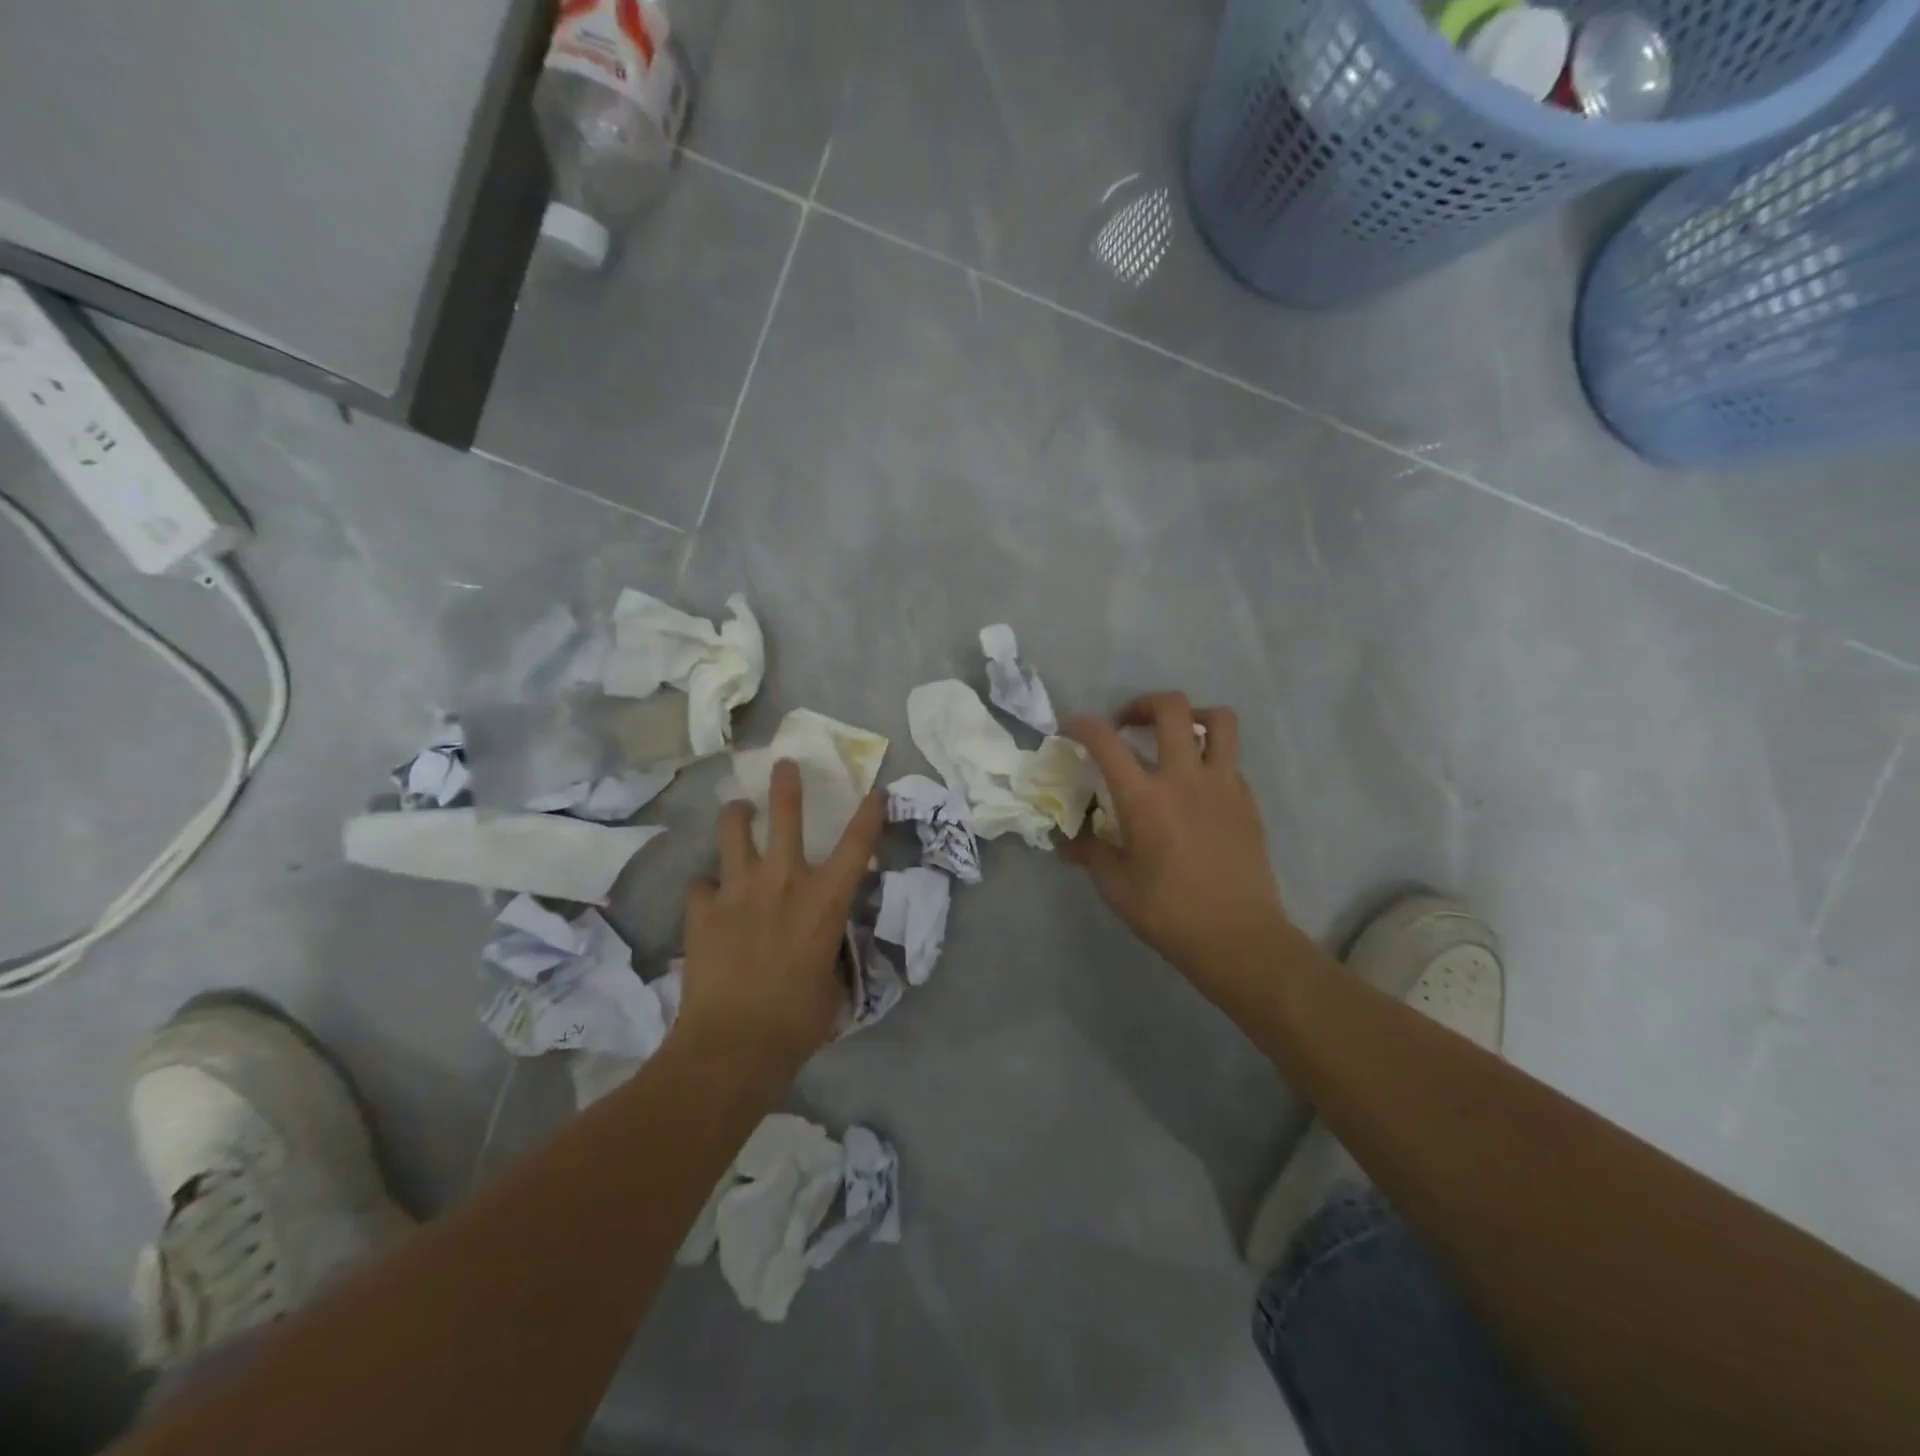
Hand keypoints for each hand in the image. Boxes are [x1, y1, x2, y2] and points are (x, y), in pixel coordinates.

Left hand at [678, 759, 883, 1069]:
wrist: (732, 1046)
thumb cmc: (796, 1022)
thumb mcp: (832, 985)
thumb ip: (828, 953)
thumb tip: (819, 948)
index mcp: (824, 901)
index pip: (857, 845)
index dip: (870, 814)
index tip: (875, 792)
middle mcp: (783, 882)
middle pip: (784, 815)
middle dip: (787, 784)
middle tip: (784, 764)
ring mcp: (737, 892)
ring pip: (733, 832)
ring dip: (736, 817)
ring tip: (738, 811)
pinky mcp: (701, 912)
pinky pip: (701, 884)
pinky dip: (707, 887)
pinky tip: (708, 897)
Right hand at [1067, 694, 1291, 1003]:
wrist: (1239, 938)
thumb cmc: (1170, 914)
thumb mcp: (1116, 888)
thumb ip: (1091, 854)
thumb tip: (1069, 843)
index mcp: (1144, 799)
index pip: (1105, 740)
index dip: (1083, 724)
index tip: (1073, 729)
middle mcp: (1184, 778)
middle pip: (1171, 708)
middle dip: (1142, 704)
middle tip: (1128, 726)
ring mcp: (1223, 785)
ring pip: (1219, 720)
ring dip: (1192, 716)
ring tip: (1175, 735)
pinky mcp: (1247, 800)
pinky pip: (1231, 759)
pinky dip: (1211, 758)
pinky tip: (1198, 786)